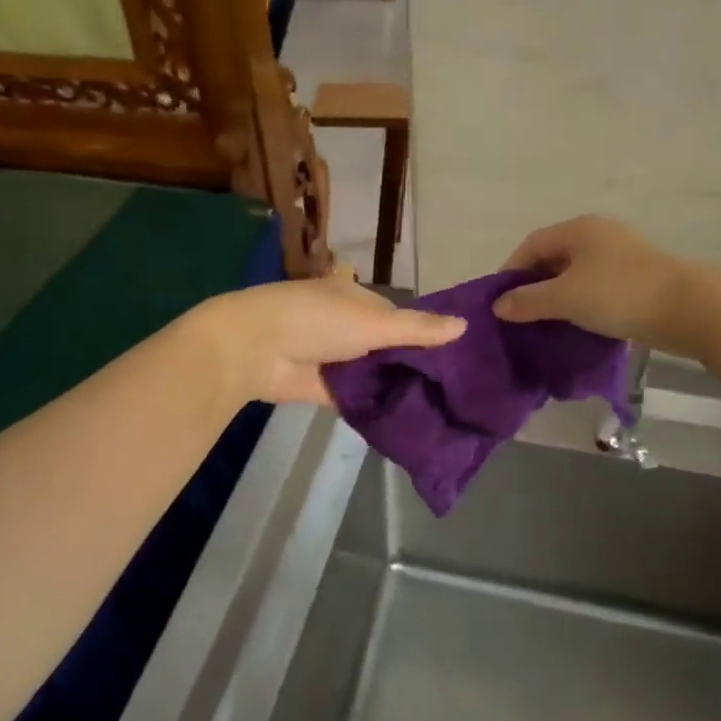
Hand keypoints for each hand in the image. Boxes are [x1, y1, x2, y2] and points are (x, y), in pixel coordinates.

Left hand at [196, 270, 465, 406]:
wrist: (255, 350)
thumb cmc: (316, 320)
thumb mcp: (373, 322)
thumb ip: (417, 329)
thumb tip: (465, 325)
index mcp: (360, 300)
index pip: (403, 318)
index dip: (429, 336)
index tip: (462, 358)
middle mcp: (351, 328)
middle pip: (392, 349)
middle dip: (418, 366)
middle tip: (460, 391)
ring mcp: (339, 360)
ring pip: (379, 374)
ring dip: (401, 387)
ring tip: (446, 409)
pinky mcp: (329, 390)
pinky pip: (363, 397)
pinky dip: (381, 405)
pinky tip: (414, 420)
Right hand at [493, 216, 709, 353]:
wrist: (688, 309)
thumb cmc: (619, 294)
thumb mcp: (566, 298)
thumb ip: (528, 300)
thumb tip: (498, 306)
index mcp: (580, 229)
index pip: (532, 244)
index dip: (511, 271)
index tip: (499, 301)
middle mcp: (599, 235)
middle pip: (554, 257)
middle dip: (533, 285)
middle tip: (519, 315)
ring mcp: (621, 255)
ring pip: (576, 274)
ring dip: (557, 297)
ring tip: (544, 323)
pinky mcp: (638, 278)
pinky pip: (596, 287)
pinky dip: (581, 303)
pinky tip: (576, 324)